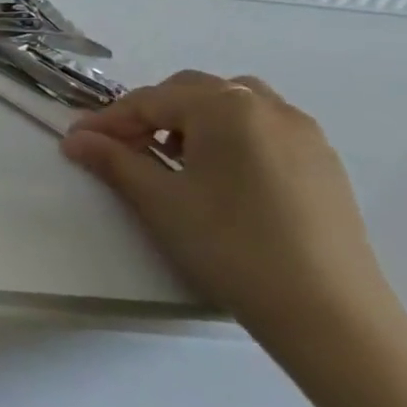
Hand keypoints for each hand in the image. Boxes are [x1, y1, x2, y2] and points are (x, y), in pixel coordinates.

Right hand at [61, 71, 399, 346]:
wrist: (330, 314)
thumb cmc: (231, 245)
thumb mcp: (159, 200)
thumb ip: (114, 160)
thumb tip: (76, 139)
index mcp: (225, 107)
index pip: (150, 100)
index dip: (108, 120)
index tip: (77, 141)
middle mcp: (267, 107)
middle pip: (192, 92)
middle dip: (151, 114)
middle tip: (122, 148)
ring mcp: (303, 134)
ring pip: (232, 106)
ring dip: (193, 121)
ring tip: (173, 158)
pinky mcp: (323, 164)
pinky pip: (263, 130)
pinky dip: (230, 137)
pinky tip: (219, 177)